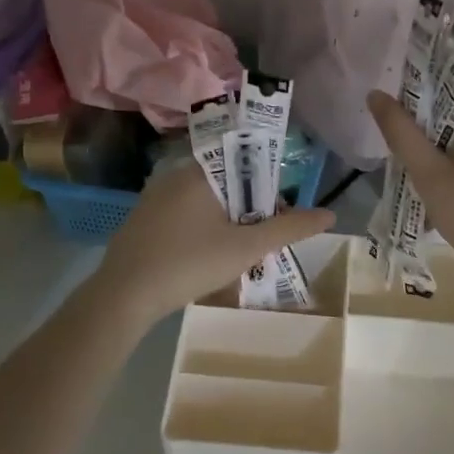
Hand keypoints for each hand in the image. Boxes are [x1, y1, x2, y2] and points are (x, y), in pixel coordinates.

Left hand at [95, 163, 335, 323]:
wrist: (123, 296)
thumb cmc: (189, 264)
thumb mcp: (246, 248)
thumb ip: (289, 229)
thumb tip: (330, 214)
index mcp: (201, 171)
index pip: (246, 156)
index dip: (270, 179)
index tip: (282, 208)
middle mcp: (176, 174)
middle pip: (228, 179)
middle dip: (252, 205)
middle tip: (266, 235)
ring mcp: (156, 195)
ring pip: (207, 198)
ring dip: (229, 218)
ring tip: (244, 248)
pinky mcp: (145, 217)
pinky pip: (186, 212)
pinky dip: (205, 226)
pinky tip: (210, 255)